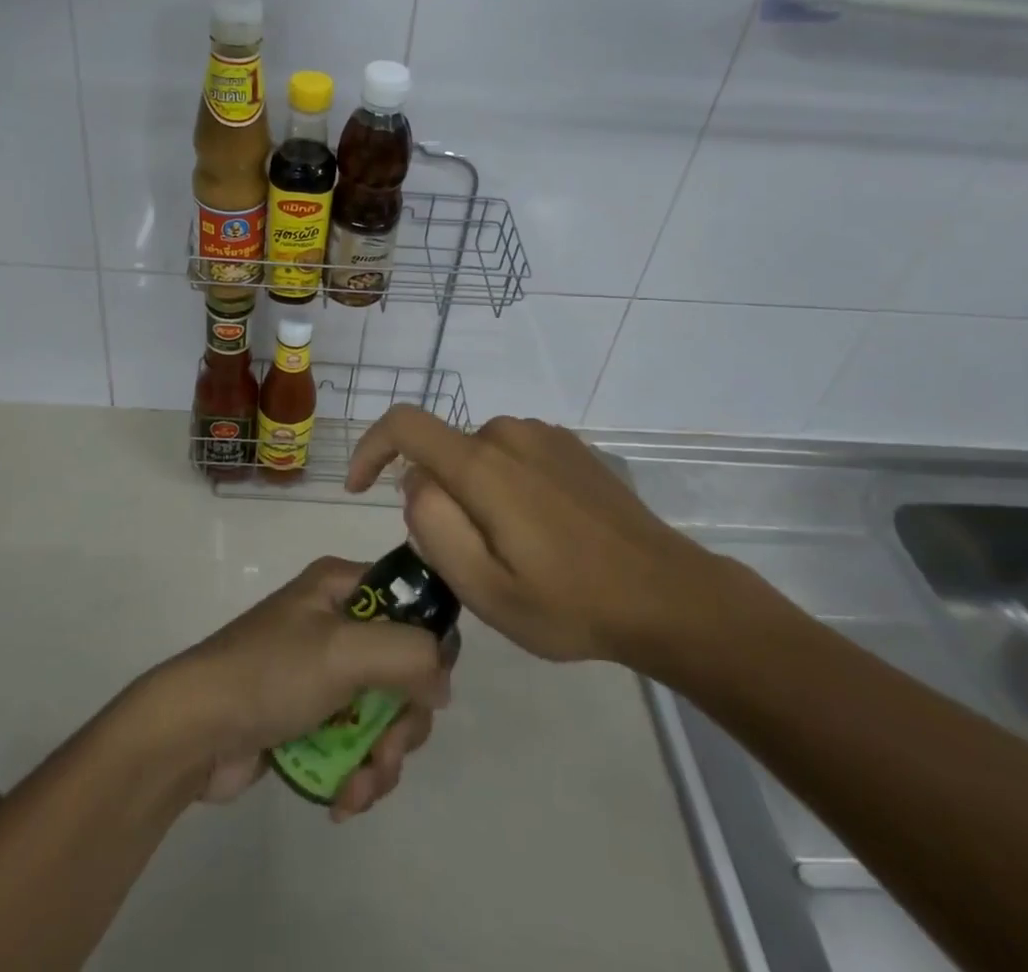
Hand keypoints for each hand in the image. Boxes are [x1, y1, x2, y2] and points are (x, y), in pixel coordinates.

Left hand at [146, 557, 451, 821]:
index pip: (412, 603)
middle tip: (386, 752)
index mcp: (343, 586)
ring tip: (355, 790)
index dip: (429, 649)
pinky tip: (340, 800)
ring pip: (384, 714)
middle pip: (405, 669)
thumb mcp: (344, 650)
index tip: (427, 691)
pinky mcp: (309, 717)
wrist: (193, 731)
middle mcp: (337, 621)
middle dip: (403, 723)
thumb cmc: (270, 673)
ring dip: (380, 760)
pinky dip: (357, 774)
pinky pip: (356, 743)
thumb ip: (409, 654)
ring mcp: (323, 672)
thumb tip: (442, 681)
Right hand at [346, 407, 753, 676]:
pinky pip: (513, 456)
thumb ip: (434, 527)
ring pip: (478, 457)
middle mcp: (508, 433)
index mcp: (483, 465)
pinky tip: (542, 533)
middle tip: (470, 561)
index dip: (370, 447)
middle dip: (438, 498)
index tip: (359, 489)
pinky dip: (505, 486)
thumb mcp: (486, 589)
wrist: (668, 595)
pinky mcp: (571, 446)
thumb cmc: (571, 603)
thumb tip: (415, 483)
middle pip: (444, 453)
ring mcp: (544, 435)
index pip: (404, 424)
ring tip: (512, 553)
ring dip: (475, 495)